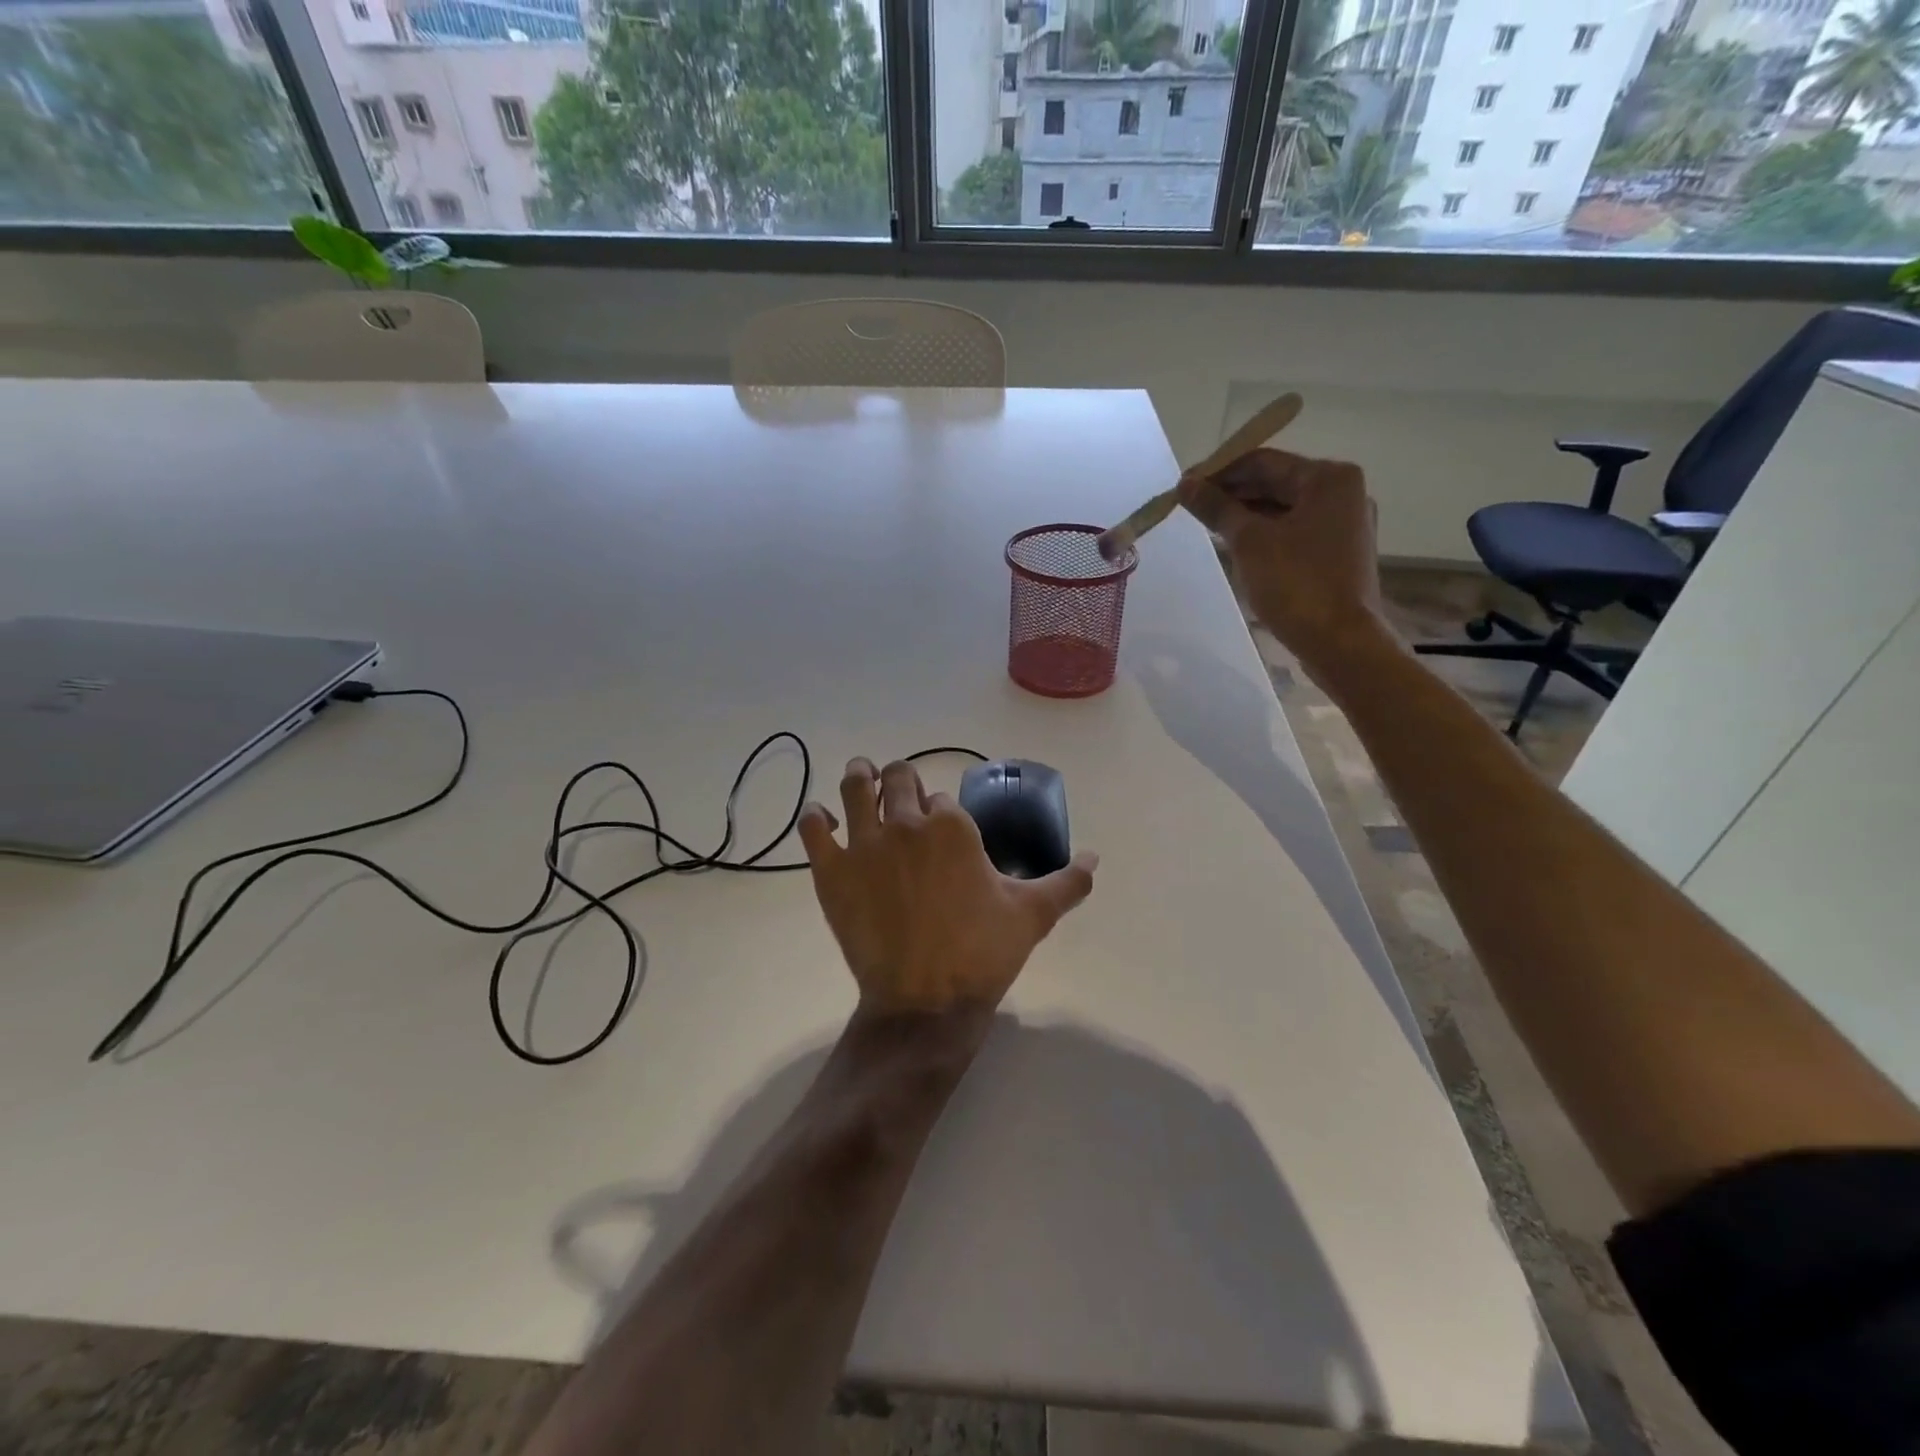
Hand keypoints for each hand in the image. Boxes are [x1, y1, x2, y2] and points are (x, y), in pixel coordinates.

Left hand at [797, 759, 1097, 1019]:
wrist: (924, 1002)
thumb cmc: (981, 953)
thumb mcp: (1033, 915)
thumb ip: (1068, 881)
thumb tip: (1096, 857)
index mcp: (952, 825)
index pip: (941, 797)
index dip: (941, 811)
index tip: (943, 831)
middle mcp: (906, 823)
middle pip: (899, 777)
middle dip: (902, 781)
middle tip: (902, 796)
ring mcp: (864, 844)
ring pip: (856, 785)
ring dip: (861, 778)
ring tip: (864, 781)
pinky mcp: (831, 871)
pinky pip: (813, 826)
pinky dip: (817, 817)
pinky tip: (825, 821)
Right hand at [1179, 448, 1390, 672]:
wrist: (1340, 641)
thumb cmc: (1297, 583)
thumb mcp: (1249, 542)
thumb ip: (1216, 507)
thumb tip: (1185, 484)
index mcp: (1329, 478)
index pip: (1264, 461)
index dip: (1220, 471)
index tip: (1184, 486)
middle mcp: (1343, 493)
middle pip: (1276, 482)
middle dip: (1233, 494)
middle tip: (1191, 507)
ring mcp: (1344, 525)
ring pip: (1284, 509)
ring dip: (1246, 515)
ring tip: (1208, 526)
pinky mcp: (1338, 553)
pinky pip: (1294, 531)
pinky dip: (1265, 534)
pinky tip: (1237, 546)